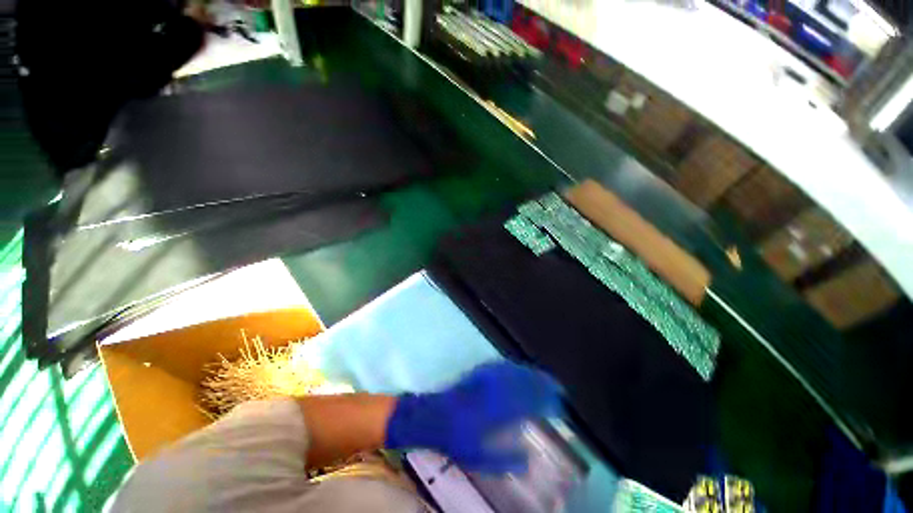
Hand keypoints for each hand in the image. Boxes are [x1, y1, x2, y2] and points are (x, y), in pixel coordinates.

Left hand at [385, 361, 561, 473]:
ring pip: (512, 372)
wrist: (430, 415)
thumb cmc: (454, 439)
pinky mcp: (477, 373)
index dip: (544, 402)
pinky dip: (512, 367)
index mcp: (496, 412)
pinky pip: (499, 366)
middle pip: (522, 383)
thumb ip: (504, 459)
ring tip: (543, 377)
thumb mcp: (478, 457)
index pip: (527, 403)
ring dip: (529, 374)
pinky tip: (517, 368)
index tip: (558, 404)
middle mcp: (493, 391)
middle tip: (557, 388)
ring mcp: (484, 379)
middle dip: (542, 384)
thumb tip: (528, 460)